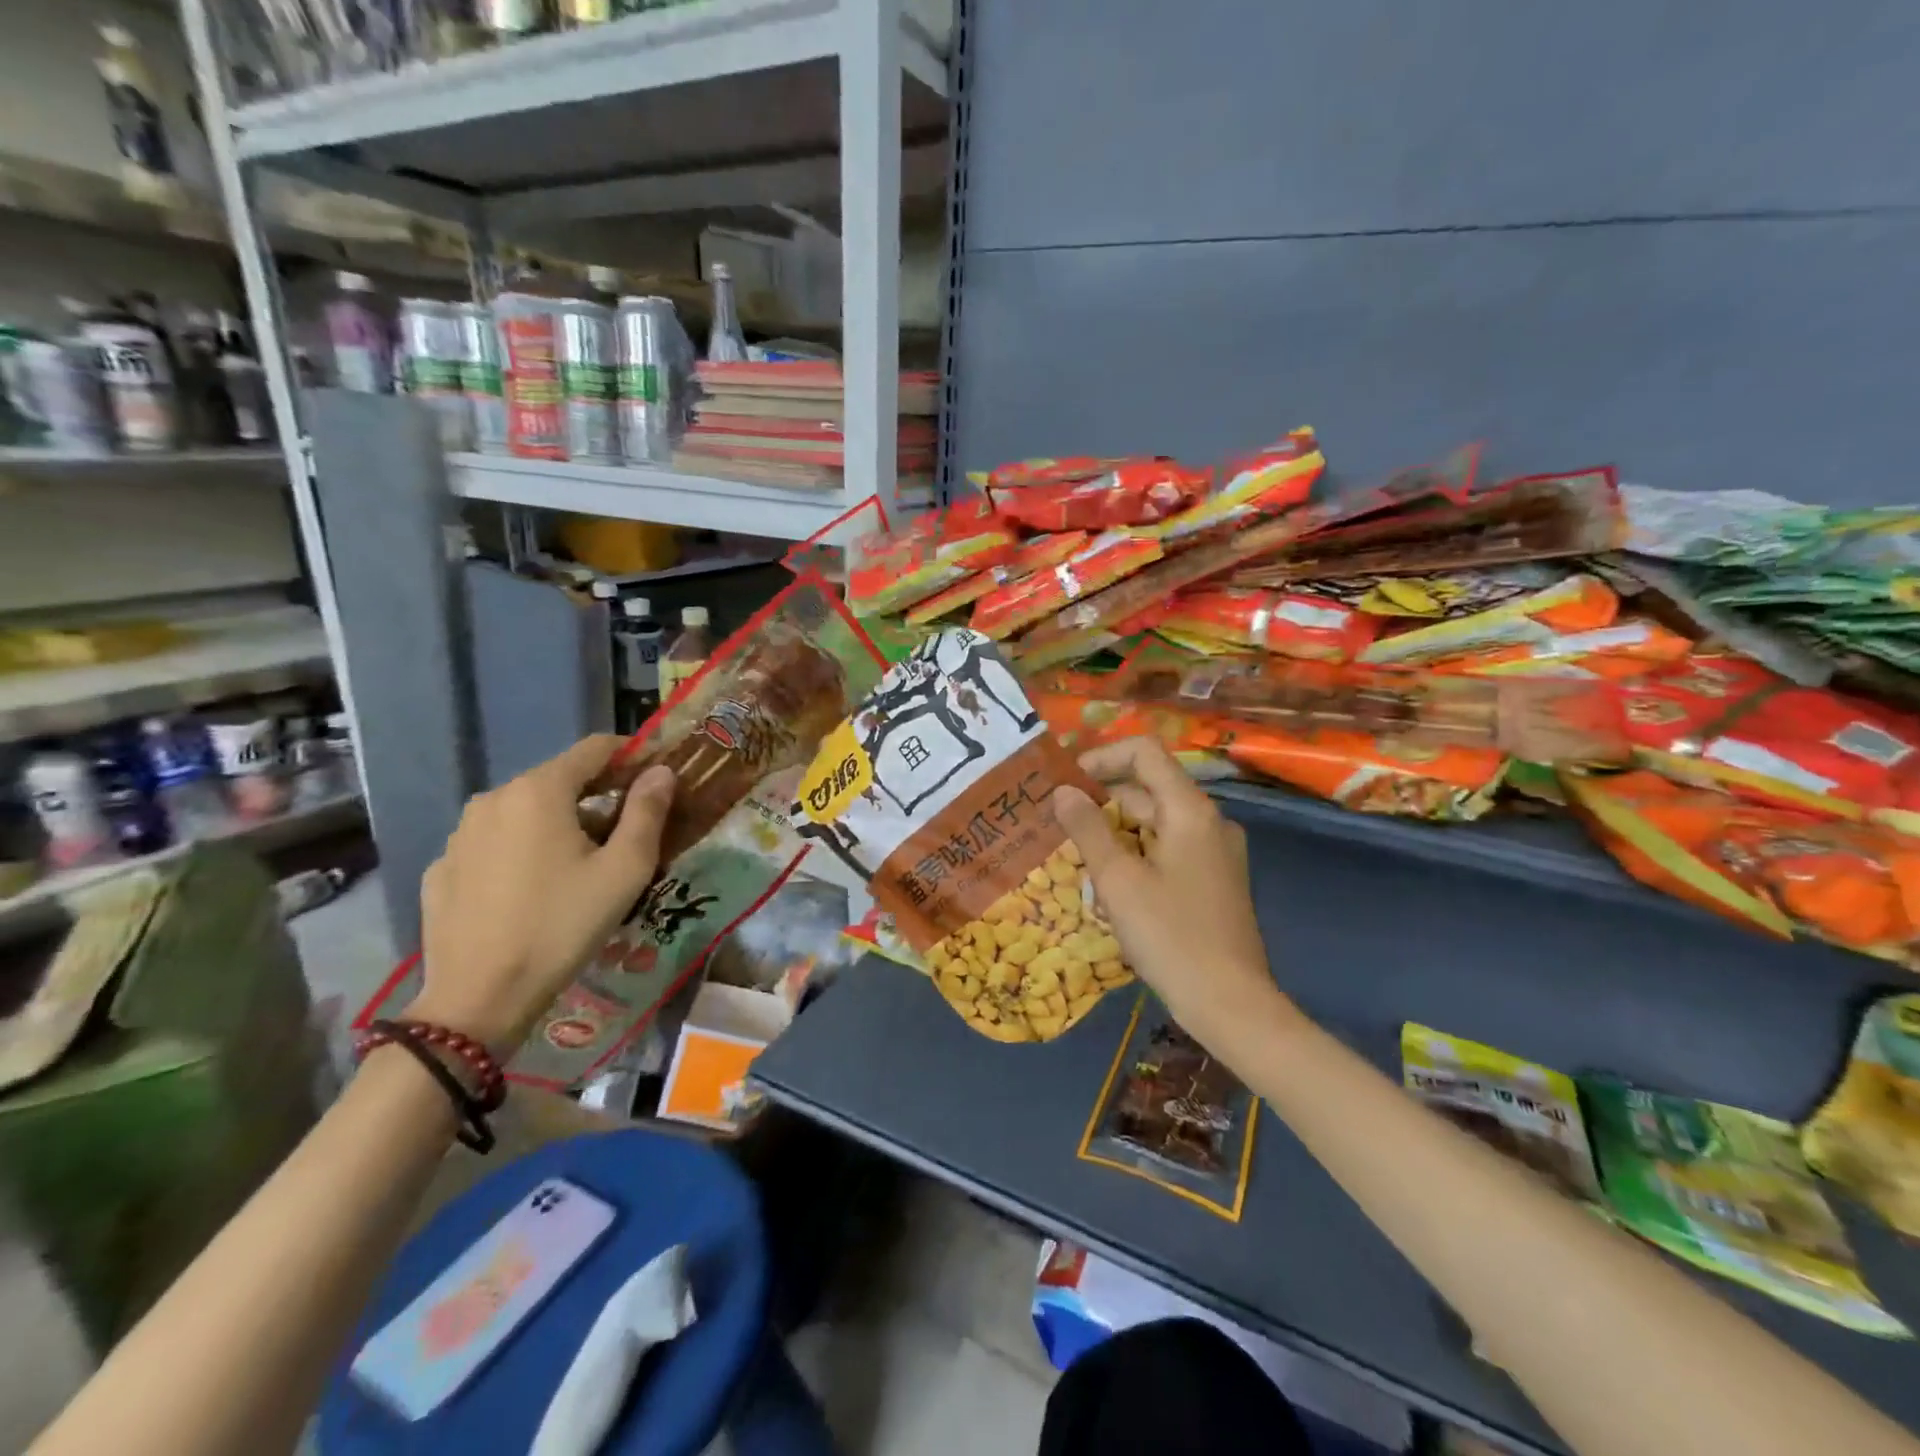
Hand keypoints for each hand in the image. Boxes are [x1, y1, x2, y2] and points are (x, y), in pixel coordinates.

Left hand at [412, 737, 675, 1051]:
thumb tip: (661, 771)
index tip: (658, 778)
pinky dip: (524, 849)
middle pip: (560, 779)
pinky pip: (495, 843)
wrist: (478, 998)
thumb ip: (647, 811)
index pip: (595, 748)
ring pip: (525, 811)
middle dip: (599, 794)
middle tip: (628, 830)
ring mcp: (460, 833)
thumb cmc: (563, 925)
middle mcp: (494, 798)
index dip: (633, 756)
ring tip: (582, 864)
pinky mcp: (442, 868)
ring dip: (560, 822)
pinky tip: (535, 889)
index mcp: (539, 790)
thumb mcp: (624, 870)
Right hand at [1052, 737, 1287, 1048]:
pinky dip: (1137, 850)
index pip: (1144, 753)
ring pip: (1157, 820)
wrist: (1230, 1003)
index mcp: (1190, 811)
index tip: (1066, 782)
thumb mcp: (1118, 880)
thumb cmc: (1170, 936)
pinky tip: (1109, 878)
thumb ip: (1087, 829)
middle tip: (1057, 819)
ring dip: (1116, 827)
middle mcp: (1209, 821)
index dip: (1102, 758)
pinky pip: (1169, 846)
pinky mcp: (1214, 878)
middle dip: (1102, 797)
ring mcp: (1216, 851)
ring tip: (1075, 850)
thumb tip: (1062, 791)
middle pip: (1149, 786)